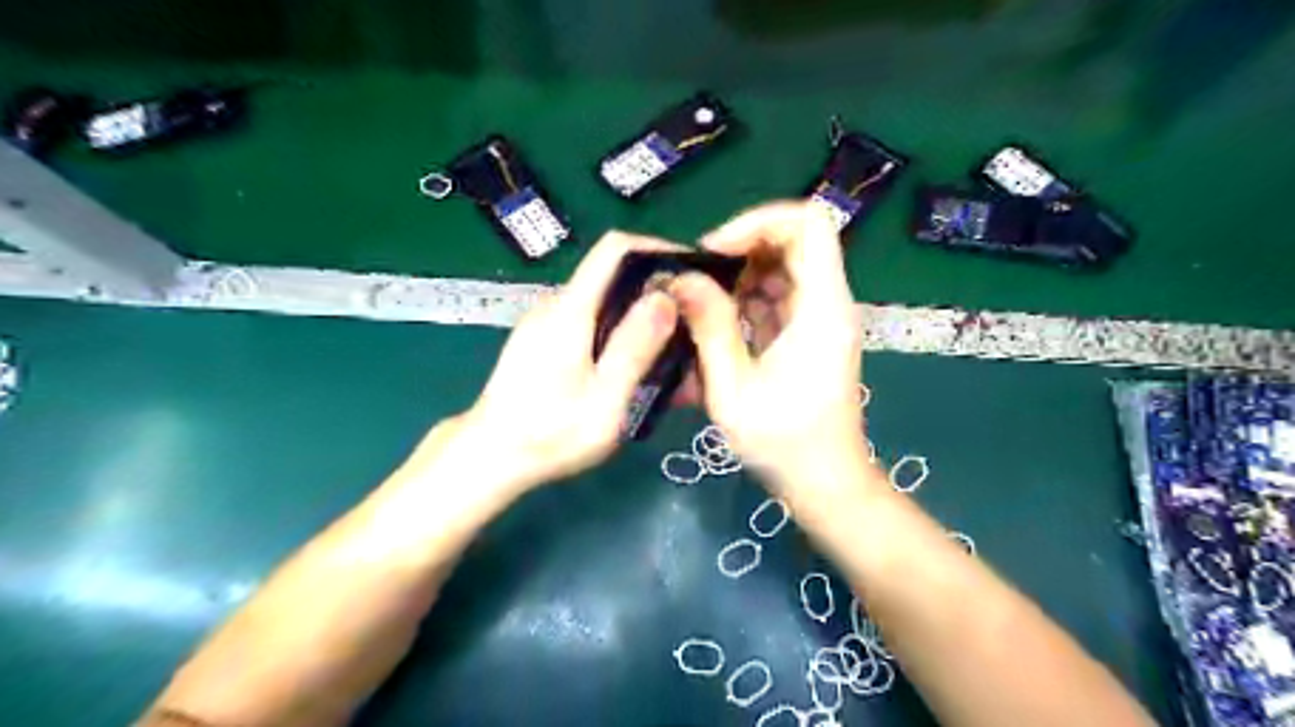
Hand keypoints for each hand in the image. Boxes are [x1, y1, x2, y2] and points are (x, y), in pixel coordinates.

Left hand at [440, 232, 682, 494]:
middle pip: (611, 274)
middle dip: (654, 287)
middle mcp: (556, 305)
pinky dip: (617, 330)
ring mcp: (545, 323)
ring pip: (602, 300)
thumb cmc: (549, 433)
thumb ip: (634, 346)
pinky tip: (632, 363)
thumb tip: (666, 297)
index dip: (655, 247)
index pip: (614, 248)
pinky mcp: (542, 341)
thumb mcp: (604, 398)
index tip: (690, 268)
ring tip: (669, 345)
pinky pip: (588, 321)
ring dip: (638, 313)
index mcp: (570, 309)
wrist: (489, 457)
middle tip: (690, 318)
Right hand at [667, 201, 868, 499]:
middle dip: (740, 250)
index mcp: (822, 308)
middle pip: (792, 241)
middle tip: (698, 278)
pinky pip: (775, 297)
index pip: (809, 223)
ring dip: (737, 278)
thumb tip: (682, 279)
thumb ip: (709, 327)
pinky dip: (744, 301)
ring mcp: (819, 318)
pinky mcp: (807, 334)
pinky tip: (715, 327)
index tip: (714, 251)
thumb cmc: (784, 443)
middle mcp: (828, 303)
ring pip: (780, 268)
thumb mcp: (734, 388)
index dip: (759, 222)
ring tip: (700, 306)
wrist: (825, 483)